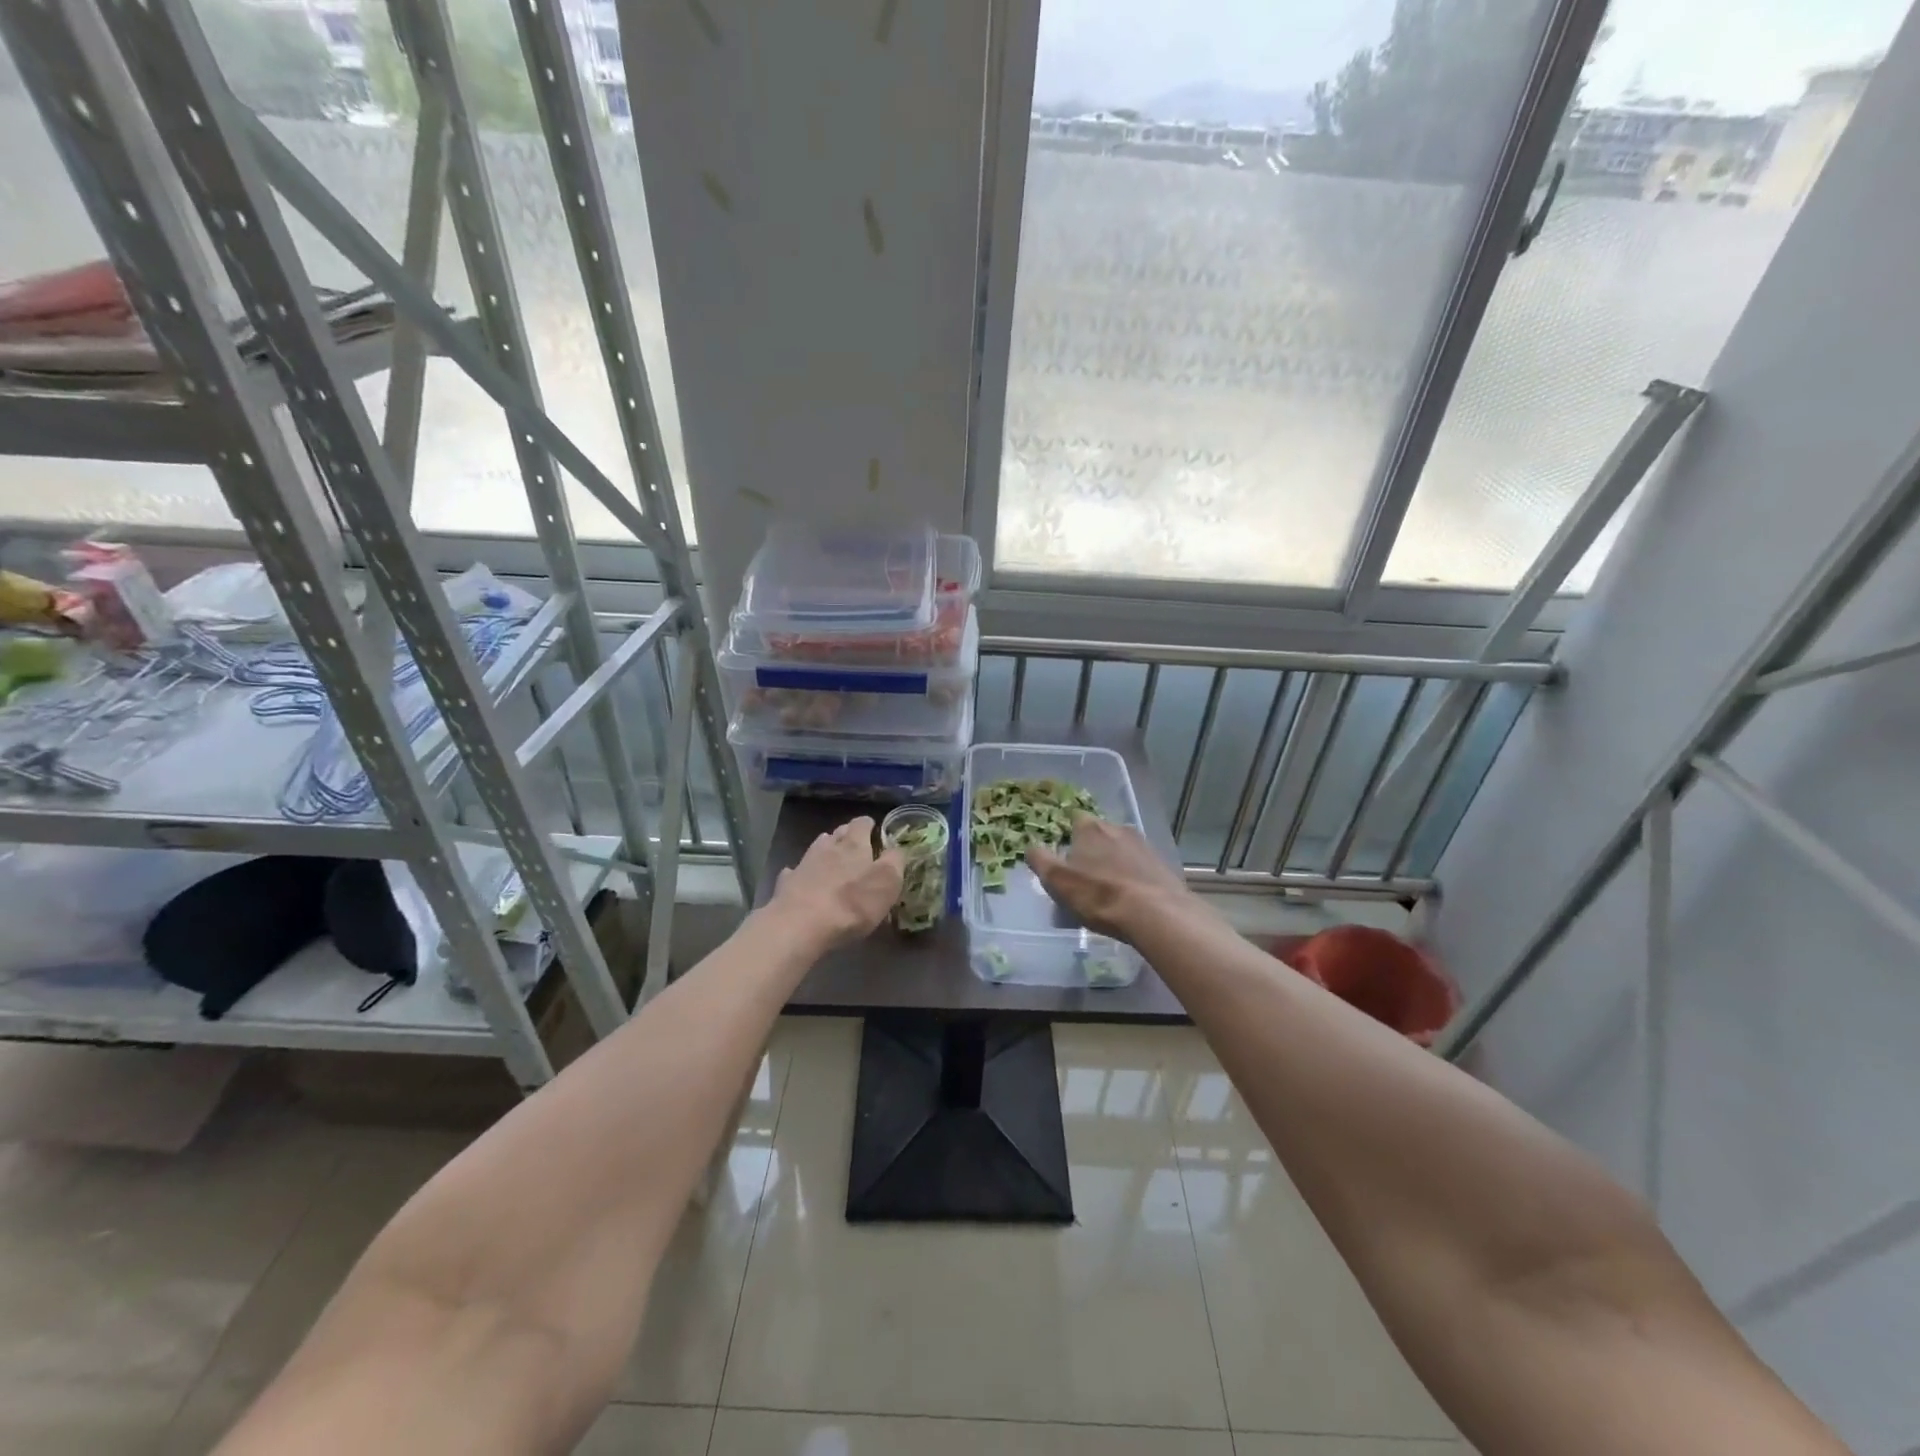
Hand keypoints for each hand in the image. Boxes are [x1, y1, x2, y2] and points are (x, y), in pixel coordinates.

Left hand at [764, 816, 904, 950]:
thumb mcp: (887, 882)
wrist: (801, 925)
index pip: (861, 823)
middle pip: (838, 833)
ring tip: (832, 857)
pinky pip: (796, 872)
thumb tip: (896, 849)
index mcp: (854, 845)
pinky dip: (801, 872)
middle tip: (855, 843)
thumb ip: (894, 861)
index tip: (873, 828)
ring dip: (825, 849)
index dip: (868, 824)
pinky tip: (803, 878)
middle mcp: (828, 847)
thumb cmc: (852, 903)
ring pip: (816, 848)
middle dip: (847, 835)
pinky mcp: (787, 884)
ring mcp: (804, 864)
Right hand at [1027, 815, 1201, 942]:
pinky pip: (1139, 865)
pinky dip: (1132, 876)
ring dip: (1113, 863)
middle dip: (1091, 851)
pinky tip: (1130, 897)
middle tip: (1083, 878)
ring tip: (1108, 891)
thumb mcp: (1057, 881)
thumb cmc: (1099, 895)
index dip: (1067, 837)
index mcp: (1090, 827)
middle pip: (1098, 834)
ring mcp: (1142, 844)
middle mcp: (1117, 827)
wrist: (1156, 913)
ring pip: (1120, 849)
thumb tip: (1031, 847)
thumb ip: (1040, 860)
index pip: (1074, 820)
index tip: (1064, 857)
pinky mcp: (1161, 863)